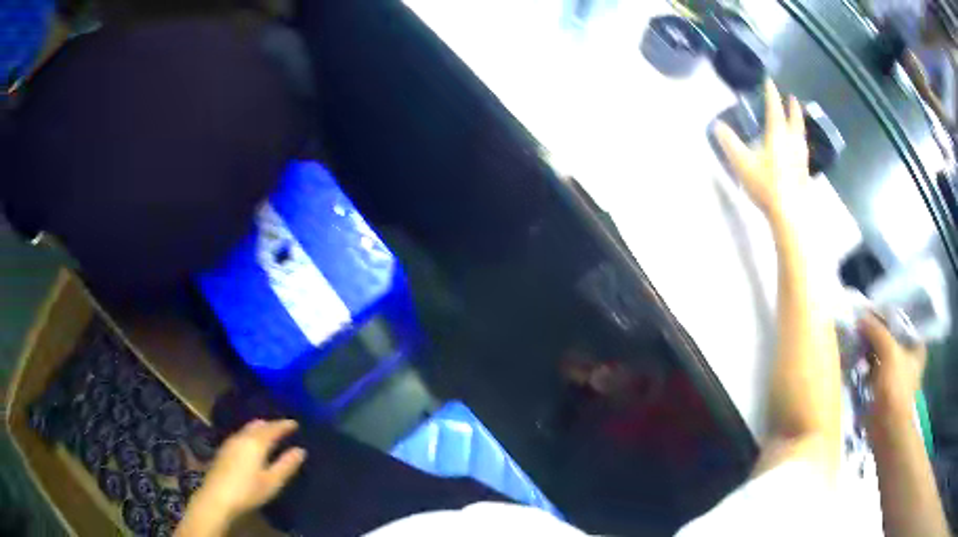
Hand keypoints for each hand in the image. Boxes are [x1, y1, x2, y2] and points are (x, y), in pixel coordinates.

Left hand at [178, 420, 306, 535]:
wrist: (217, 497)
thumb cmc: (248, 490)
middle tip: (283, 428)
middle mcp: (242, 437)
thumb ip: (286, 465)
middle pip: (258, 425)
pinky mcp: (224, 450)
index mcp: (256, 442)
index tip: (295, 423)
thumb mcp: (272, 481)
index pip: (273, 428)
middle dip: (271, 424)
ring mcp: (230, 442)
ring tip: (269, 434)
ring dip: (260, 429)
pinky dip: (250, 434)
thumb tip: (301, 450)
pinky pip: (241, 434)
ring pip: (247, 428)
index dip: (285, 425)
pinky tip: (251, 444)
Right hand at [715, 79, 809, 217]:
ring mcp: (800, 157)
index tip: (768, 80)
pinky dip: (801, 141)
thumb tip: (717, 125)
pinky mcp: (804, 171)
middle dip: (792, 107)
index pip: (774, 107)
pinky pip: (803, 149)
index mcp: (777, 134)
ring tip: (798, 119)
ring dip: (799, 123)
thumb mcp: (742, 163)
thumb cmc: (765, 184)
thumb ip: (729, 142)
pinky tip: (800, 147)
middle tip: (792, 97)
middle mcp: (792, 141)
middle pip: (794, 119)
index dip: (771, 92)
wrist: (788, 213)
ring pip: (801, 134)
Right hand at [860, 314, 927, 417]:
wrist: (887, 429)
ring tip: (853, 347)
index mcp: (916, 347)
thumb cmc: (895, 387)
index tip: (869, 317)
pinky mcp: (883, 393)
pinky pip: (873, 375)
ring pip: (880, 359)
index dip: (885, 319)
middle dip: (874, 337)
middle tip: (858, 330)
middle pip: (889, 341)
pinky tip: (854, 367)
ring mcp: (895, 378)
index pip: (900, 324)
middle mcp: (908, 360)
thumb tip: (861, 317)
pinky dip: (864, 372)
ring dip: (868, 355)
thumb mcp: (889, 351)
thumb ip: (877, 331)